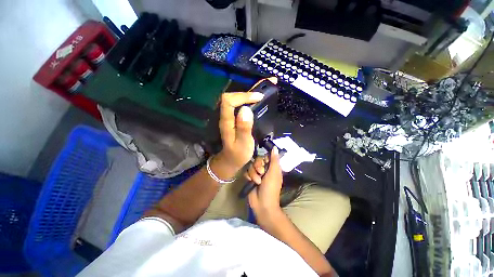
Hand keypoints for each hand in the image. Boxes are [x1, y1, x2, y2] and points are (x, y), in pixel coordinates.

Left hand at [215, 92, 263, 175]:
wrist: (232, 159)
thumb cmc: (238, 154)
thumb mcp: (243, 144)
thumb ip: (244, 128)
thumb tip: (246, 109)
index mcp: (226, 121)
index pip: (229, 100)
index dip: (243, 96)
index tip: (258, 98)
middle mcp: (227, 116)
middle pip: (234, 96)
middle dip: (251, 88)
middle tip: (269, 83)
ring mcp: (232, 116)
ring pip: (240, 98)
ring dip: (253, 90)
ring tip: (269, 84)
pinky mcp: (237, 117)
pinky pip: (244, 104)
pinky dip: (253, 97)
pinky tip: (263, 95)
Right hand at [247, 147, 282, 219]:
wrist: (262, 203)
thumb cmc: (271, 188)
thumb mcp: (274, 173)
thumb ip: (274, 160)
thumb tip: (275, 147)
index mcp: (272, 167)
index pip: (266, 156)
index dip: (264, 159)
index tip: (265, 163)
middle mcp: (264, 169)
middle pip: (257, 160)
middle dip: (258, 167)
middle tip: (261, 174)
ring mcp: (256, 174)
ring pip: (251, 166)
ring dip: (254, 174)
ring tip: (257, 182)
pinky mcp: (250, 178)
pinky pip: (246, 172)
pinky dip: (249, 177)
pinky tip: (251, 182)